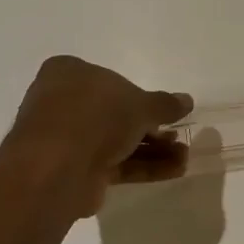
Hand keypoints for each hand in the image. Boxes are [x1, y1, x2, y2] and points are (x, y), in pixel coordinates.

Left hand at [0, 56, 192, 215]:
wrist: (57, 168)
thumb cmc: (96, 117)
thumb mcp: (140, 104)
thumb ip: (165, 104)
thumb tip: (187, 100)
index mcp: (69, 73)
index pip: (110, 79)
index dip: (140, 96)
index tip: (165, 110)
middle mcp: (63, 102)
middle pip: (116, 114)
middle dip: (152, 127)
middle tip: (177, 136)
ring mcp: (66, 138)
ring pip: (117, 141)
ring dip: (152, 149)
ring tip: (184, 157)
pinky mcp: (74, 169)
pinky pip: (114, 163)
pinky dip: (143, 166)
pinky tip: (174, 170)